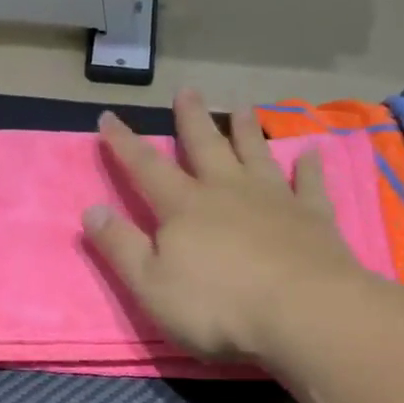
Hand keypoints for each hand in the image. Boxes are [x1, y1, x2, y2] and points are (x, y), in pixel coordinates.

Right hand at [83, 91, 368, 361]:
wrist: (302, 312)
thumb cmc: (217, 305)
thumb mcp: (150, 284)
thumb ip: (120, 246)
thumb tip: (91, 209)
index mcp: (184, 207)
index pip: (145, 168)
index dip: (123, 143)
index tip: (108, 116)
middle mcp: (227, 191)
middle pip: (205, 147)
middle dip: (192, 120)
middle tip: (187, 90)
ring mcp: (274, 200)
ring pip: (256, 155)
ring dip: (246, 131)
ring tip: (242, 107)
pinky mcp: (313, 217)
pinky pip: (309, 184)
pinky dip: (309, 168)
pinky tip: (311, 153)